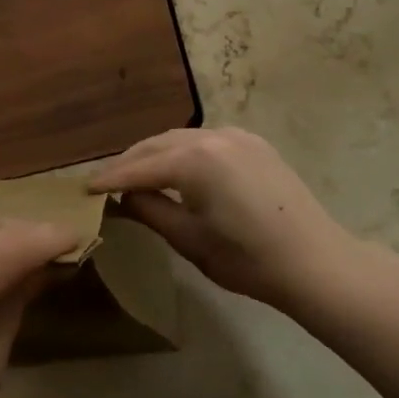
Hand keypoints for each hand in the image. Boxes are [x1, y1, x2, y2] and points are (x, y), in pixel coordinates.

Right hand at [88, 127, 361, 315]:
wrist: (315, 262)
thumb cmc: (247, 259)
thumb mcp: (189, 240)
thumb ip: (150, 211)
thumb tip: (123, 197)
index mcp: (194, 160)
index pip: (139, 168)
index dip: (109, 180)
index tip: (83, 189)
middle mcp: (213, 136)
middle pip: (157, 144)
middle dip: (129, 162)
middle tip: (104, 182)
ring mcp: (237, 136)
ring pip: (181, 138)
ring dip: (155, 154)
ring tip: (135, 175)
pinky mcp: (254, 144)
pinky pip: (206, 140)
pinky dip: (183, 151)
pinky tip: (176, 168)